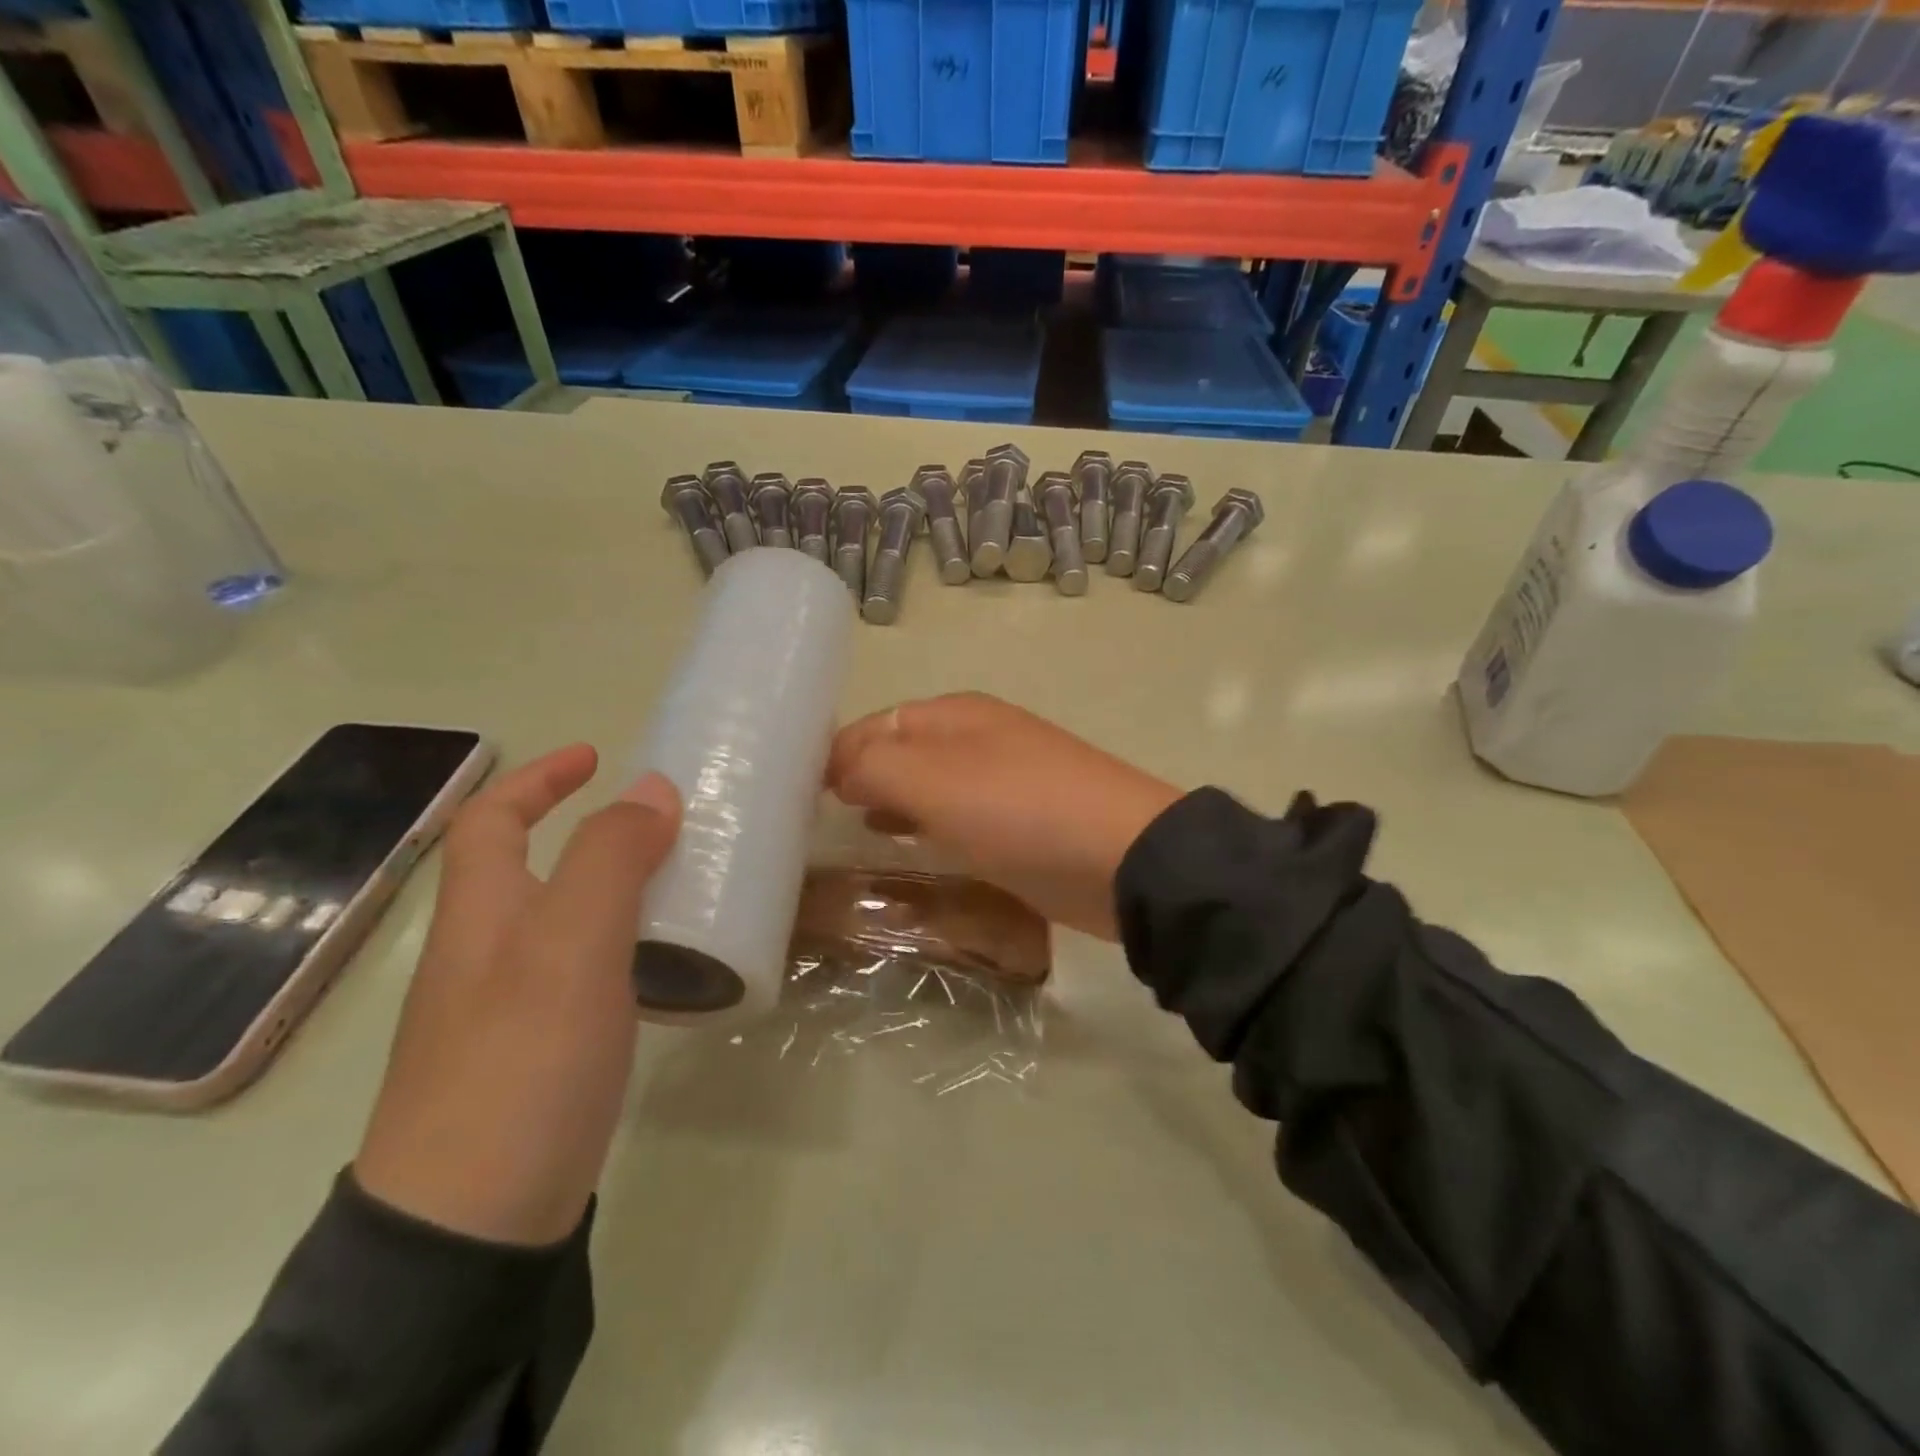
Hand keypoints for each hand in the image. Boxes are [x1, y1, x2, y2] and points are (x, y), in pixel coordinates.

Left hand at [355, 745, 680, 1246]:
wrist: (474, 1224)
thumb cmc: (520, 1062)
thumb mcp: (571, 946)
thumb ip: (610, 858)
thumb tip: (652, 786)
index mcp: (483, 915)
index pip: (492, 821)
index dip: (538, 778)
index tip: (597, 756)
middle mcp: (489, 953)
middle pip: (533, 867)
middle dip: (593, 831)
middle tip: (669, 824)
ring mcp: (512, 1007)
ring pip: (567, 920)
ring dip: (619, 887)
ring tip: (685, 880)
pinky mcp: (543, 1051)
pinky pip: (587, 970)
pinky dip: (627, 943)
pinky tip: (669, 961)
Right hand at [826, 694, 1180, 940]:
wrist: (1121, 859)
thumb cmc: (1019, 810)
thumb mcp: (934, 781)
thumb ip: (874, 767)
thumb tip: (836, 768)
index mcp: (956, 714)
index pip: (877, 723)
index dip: (836, 752)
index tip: (799, 792)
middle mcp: (978, 738)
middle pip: (903, 750)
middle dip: (861, 776)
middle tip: (819, 815)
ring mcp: (1002, 780)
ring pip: (929, 784)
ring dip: (891, 800)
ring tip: (854, 828)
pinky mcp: (1020, 823)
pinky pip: (956, 816)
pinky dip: (925, 824)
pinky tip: (908, 843)